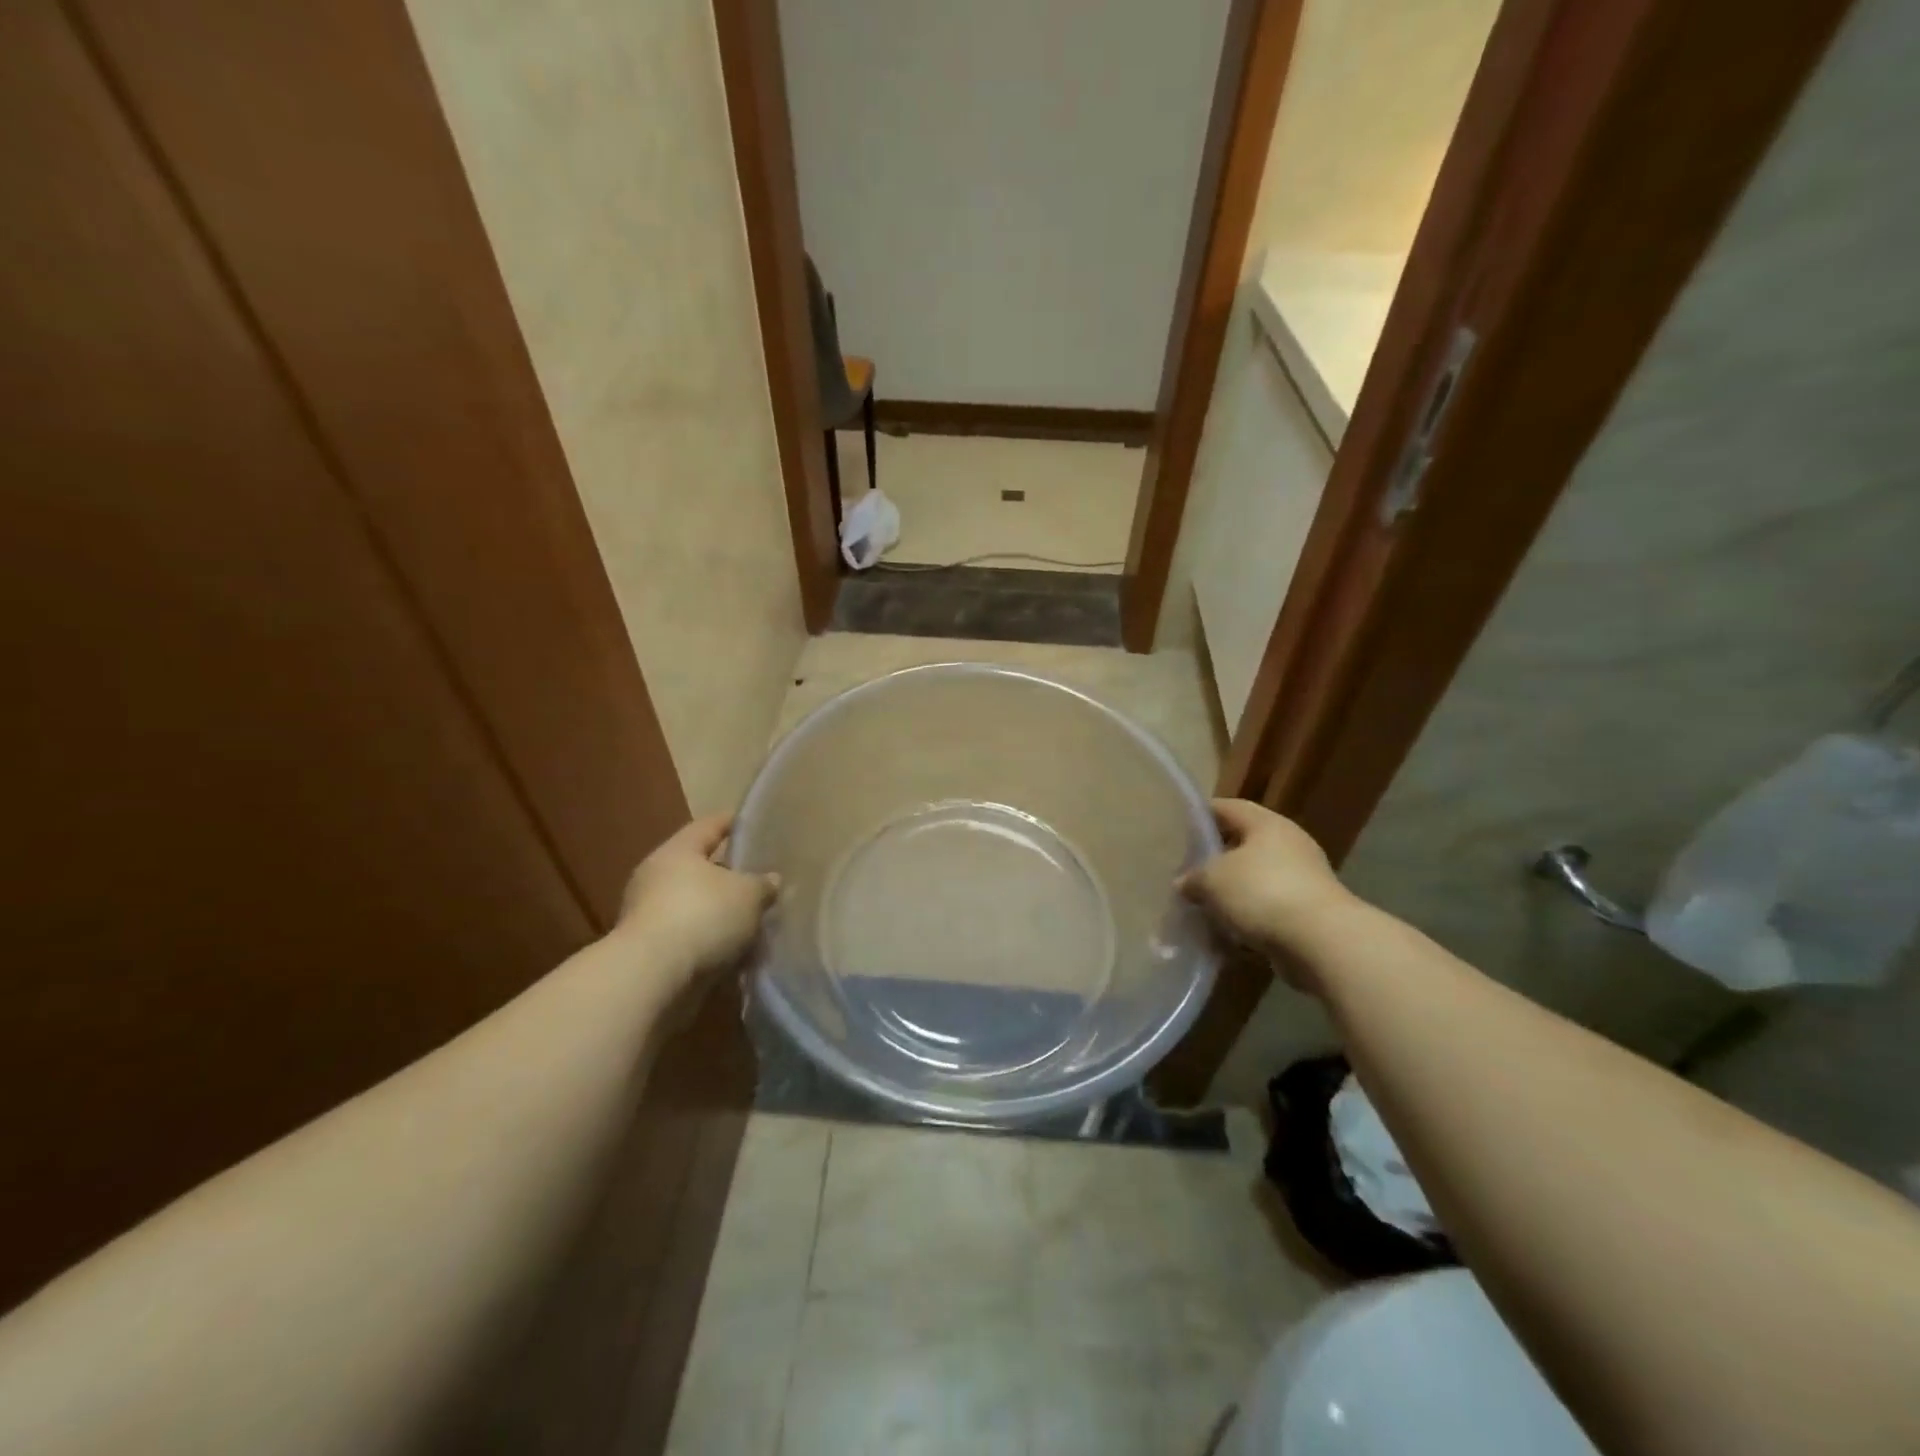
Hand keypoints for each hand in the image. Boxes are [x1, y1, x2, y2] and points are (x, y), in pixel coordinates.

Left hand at [616, 815, 778, 978]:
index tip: (752, 823)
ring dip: (723, 914)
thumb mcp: (748, 894)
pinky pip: (692, 938)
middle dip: (731, 876)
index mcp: (678, 852)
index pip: (709, 826)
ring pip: (697, 907)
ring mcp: (650, 916)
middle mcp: (657, 878)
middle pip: (701, 869)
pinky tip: (740, 952)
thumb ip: (763, 884)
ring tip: (756, 921)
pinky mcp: (651, 952)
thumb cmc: (703, 916)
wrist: (653, 979)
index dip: (732, 823)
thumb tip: (770, 880)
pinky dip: (713, 942)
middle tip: (761, 880)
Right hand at [1178, 799, 1351, 985]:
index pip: (1227, 808)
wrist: (1321, 942)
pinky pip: (1267, 910)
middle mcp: (1288, 845)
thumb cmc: (1261, 893)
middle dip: (1214, 860)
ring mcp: (1302, 880)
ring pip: (1254, 881)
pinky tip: (1224, 934)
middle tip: (1185, 872)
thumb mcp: (1212, 880)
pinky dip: (1246, 920)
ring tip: (1200, 907)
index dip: (1201, 815)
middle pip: (1242, 845)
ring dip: (1229, 895)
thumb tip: (1184, 884)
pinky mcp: (1307, 914)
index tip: (1178, 828)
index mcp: (1267, 824)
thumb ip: (1192, 878)